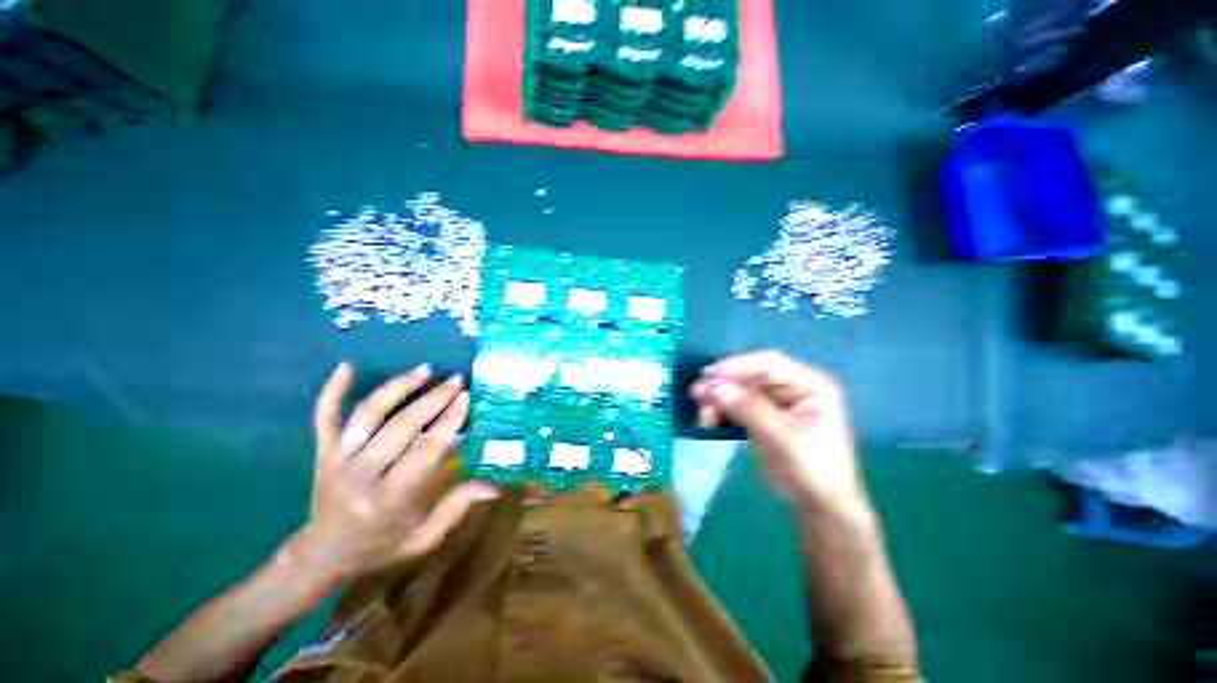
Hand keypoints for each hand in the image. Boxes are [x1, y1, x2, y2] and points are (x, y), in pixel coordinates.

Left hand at [285, 363, 499, 582]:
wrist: (321, 554)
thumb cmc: (378, 546)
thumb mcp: (421, 538)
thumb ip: (455, 509)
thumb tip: (494, 487)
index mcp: (389, 500)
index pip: (425, 451)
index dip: (447, 422)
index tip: (466, 398)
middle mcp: (361, 476)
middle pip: (400, 427)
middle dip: (433, 399)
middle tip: (457, 380)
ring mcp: (337, 460)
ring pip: (367, 415)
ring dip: (397, 388)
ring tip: (424, 370)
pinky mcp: (322, 452)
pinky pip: (324, 417)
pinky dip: (333, 390)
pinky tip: (347, 366)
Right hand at [690, 350, 868, 515]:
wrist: (818, 507)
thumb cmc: (809, 470)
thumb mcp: (779, 438)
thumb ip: (748, 408)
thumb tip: (714, 386)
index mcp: (809, 385)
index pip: (769, 364)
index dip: (737, 366)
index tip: (709, 375)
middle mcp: (793, 387)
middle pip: (751, 376)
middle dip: (724, 384)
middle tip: (697, 393)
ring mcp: (778, 401)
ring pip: (741, 390)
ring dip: (719, 398)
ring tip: (701, 413)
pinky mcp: (765, 415)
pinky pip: (739, 405)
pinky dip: (723, 410)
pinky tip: (709, 420)